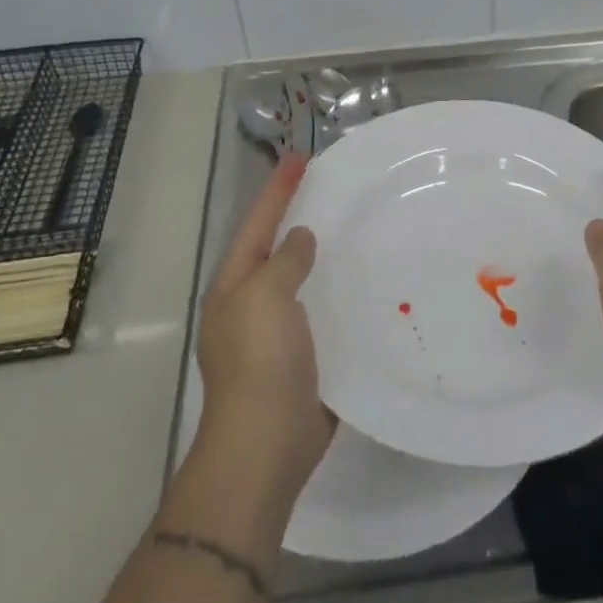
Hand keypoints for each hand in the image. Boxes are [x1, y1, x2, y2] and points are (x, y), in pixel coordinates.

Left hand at [195, 154, 335, 499]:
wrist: (267, 445)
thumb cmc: (261, 363)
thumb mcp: (266, 298)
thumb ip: (284, 262)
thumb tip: (300, 238)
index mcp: (235, 287)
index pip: (258, 225)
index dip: (278, 190)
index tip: (301, 158)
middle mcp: (252, 305)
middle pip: (277, 249)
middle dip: (299, 217)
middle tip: (333, 188)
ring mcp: (278, 333)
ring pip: (303, 280)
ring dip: (323, 255)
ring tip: (356, 227)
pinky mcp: (305, 357)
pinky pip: (323, 311)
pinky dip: (340, 292)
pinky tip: (367, 283)